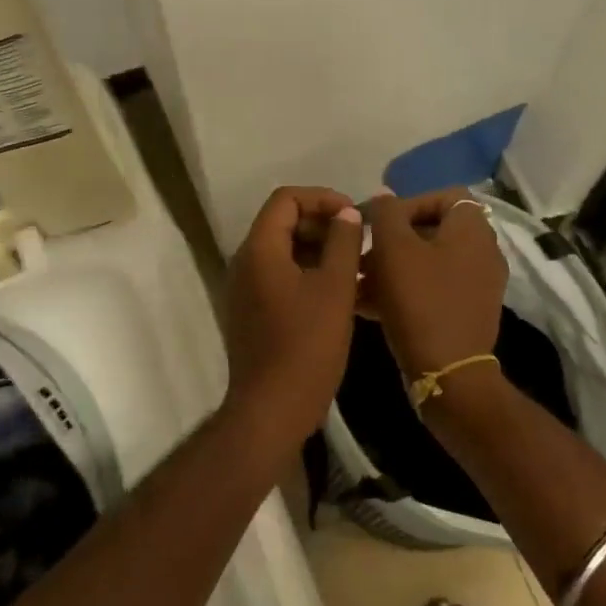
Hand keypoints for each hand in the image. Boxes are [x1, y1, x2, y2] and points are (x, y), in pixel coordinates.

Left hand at [222, 186, 363, 440]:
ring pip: (284, 252)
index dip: (322, 198)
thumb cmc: (307, 346)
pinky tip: (340, 292)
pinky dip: (308, 273)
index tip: (354, 215)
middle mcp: (245, 262)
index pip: (286, 199)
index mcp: (260, 250)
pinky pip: (280, 276)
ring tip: (356, 266)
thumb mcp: (335, 289)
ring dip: (319, 251)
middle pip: (282, 223)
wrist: (272, 408)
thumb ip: (343, 243)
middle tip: (359, 241)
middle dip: (323, 224)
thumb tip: (347, 214)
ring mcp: (245, 289)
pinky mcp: (252, 311)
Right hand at [360, 189, 507, 381]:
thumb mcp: (393, 248)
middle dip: (392, 240)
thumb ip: (385, 213)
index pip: (444, 195)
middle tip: (363, 256)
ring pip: (427, 262)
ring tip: (359, 283)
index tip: (378, 224)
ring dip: (392, 267)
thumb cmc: (419, 300)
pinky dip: (404, 290)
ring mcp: (477, 285)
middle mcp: (483, 252)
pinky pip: (432, 288)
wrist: (447, 371)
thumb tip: (384, 197)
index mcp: (472, 229)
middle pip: (432, 230)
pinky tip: (370, 306)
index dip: (408, 203)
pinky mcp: (467, 311)